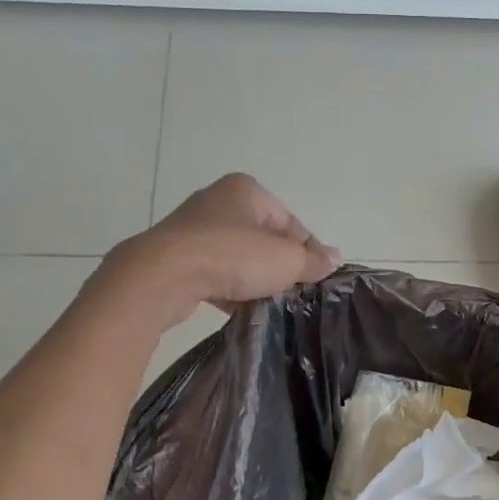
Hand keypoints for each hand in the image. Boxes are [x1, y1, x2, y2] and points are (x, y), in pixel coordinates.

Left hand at [102, 173, 339, 326]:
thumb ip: (312, 260)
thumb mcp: (285, 260)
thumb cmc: (232, 256)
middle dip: (278, 266)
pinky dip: (228, 288)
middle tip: (291, 292)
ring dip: (253, 279)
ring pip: (238, 257)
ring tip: (266, 303)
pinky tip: (239, 308)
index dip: (307, 251)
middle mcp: (218, 201)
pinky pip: (214, 272)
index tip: (316, 278)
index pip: (290, 222)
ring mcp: (192, 229)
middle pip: (263, 239)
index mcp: (246, 190)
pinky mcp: (176, 257)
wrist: (163, 276)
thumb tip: (335, 259)